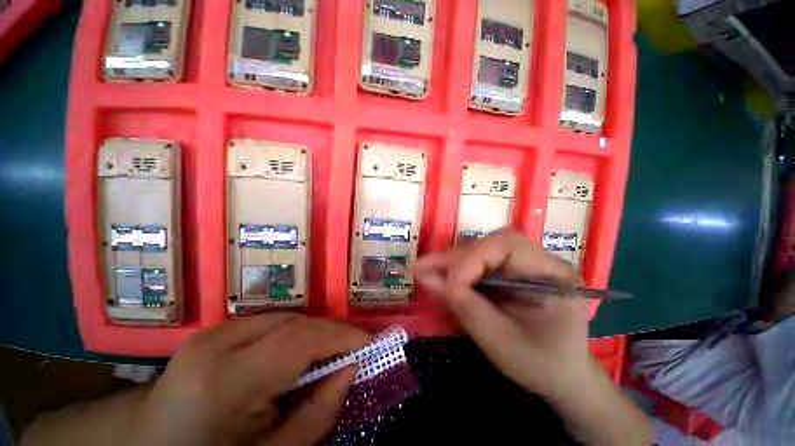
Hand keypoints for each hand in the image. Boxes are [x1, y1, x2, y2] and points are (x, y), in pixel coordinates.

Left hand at [137, 315, 369, 445]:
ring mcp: (211, 333)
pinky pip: (268, 323)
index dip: (341, 336)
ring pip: (284, 318)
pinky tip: (296, 354)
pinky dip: (292, 333)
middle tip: (351, 349)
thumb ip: (317, 414)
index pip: (301, 340)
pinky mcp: (212, 332)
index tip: (368, 342)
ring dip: (312, 333)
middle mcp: (216, 343)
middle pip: (294, 323)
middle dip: (329, 333)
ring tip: (327, 353)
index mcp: (225, 380)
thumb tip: (350, 369)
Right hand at [414, 230, 591, 401]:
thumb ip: (463, 306)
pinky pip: (480, 261)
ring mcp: (526, 263)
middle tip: (423, 269)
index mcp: (554, 275)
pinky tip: (442, 276)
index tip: (448, 286)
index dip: (471, 262)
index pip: (507, 247)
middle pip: (491, 244)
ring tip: (427, 271)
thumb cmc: (540, 365)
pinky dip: (458, 268)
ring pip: (482, 249)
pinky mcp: (512, 270)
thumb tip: (425, 277)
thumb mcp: (500, 342)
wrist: (563, 375)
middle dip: (455, 258)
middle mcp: (541, 260)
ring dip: (453, 261)